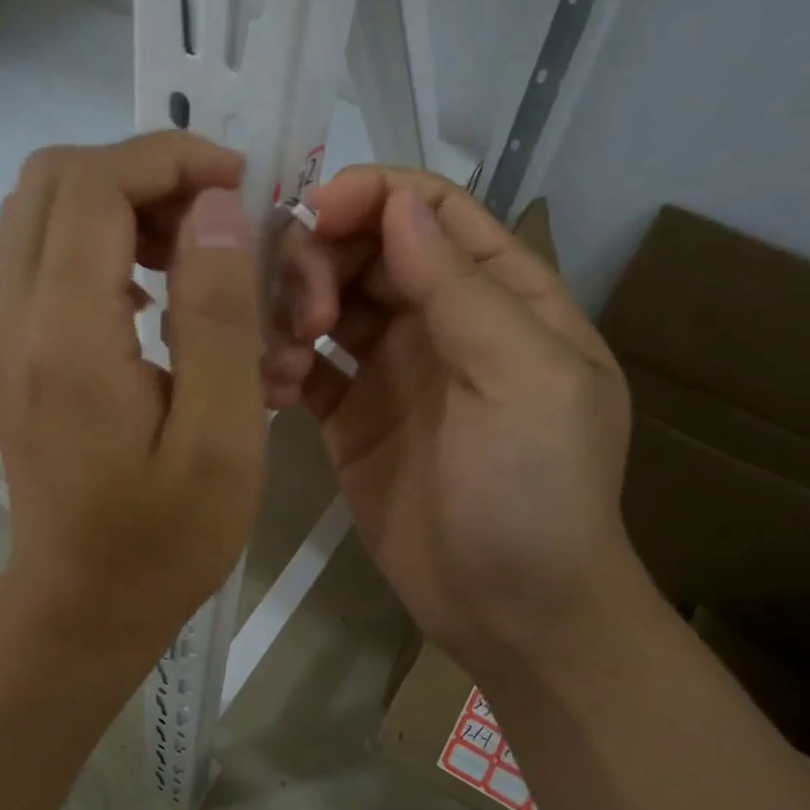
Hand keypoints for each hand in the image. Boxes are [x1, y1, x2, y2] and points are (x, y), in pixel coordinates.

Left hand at [0, 134, 267, 661]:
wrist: (82, 605)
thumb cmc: (164, 538)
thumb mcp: (221, 435)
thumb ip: (219, 315)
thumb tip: (217, 209)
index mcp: (68, 332)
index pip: (96, 183)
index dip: (170, 159)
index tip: (240, 186)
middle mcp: (18, 316)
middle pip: (54, 179)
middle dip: (142, 174)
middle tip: (213, 220)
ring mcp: (7, 335)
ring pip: (42, 213)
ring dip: (121, 206)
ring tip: (192, 256)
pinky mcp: (15, 356)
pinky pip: (44, 259)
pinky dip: (100, 245)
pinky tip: (156, 300)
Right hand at [266, 167, 635, 678]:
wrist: (511, 612)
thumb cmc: (535, 491)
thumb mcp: (522, 378)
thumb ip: (461, 286)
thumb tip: (398, 204)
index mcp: (503, 296)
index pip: (433, 211)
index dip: (373, 197)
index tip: (315, 217)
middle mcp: (444, 322)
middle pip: (368, 249)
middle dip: (323, 260)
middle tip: (303, 313)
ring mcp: (392, 371)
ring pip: (328, 301)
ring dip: (293, 310)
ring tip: (285, 359)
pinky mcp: (349, 418)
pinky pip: (305, 366)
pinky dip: (280, 364)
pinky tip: (273, 391)